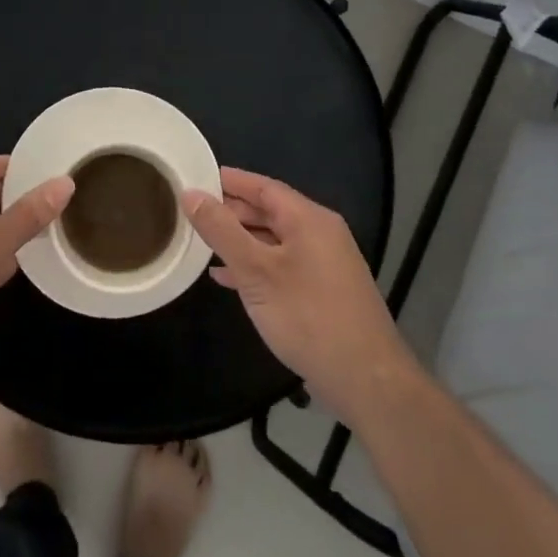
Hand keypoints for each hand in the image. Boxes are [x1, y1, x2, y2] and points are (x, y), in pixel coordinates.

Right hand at [183, 169, 414, 423]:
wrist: (366, 380)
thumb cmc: (308, 317)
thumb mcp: (257, 271)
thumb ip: (222, 231)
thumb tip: (191, 194)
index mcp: (309, 219)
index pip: (264, 186)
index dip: (230, 180)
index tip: (197, 176)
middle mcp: (320, 234)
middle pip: (270, 211)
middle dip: (232, 210)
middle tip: (192, 210)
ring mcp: (324, 264)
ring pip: (274, 239)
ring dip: (240, 239)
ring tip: (202, 240)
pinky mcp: (323, 291)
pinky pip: (281, 264)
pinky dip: (254, 265)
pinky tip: (226, 277)